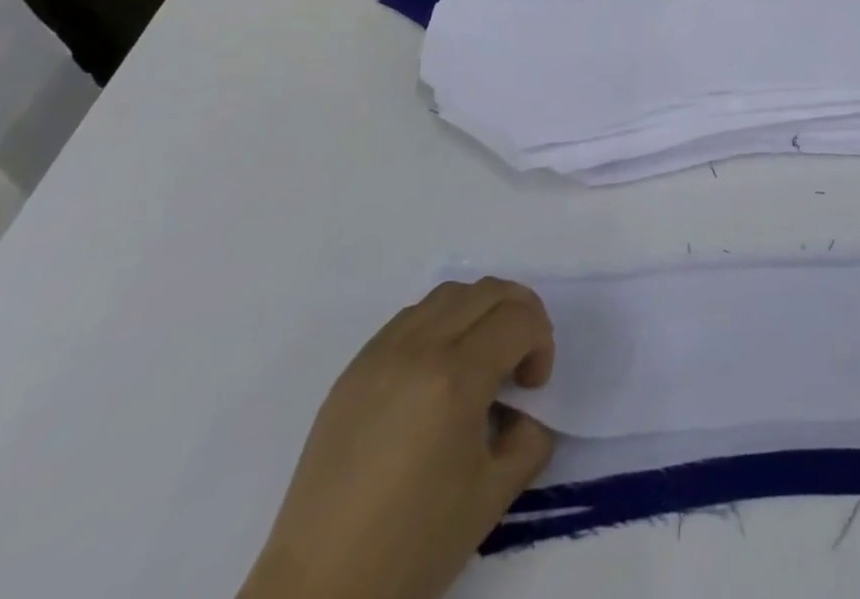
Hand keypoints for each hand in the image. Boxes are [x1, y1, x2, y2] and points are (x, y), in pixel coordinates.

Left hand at [238, 278, 555, 598]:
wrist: (318, 590)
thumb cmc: (411, 547)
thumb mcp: (493, 497)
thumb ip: (530, 438)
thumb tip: (527, 410)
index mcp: (456, 377)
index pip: (519, 318)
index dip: (541, 343)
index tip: (533, 388)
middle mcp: (419, 348)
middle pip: (488, 290)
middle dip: (519, 315)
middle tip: (519, 363)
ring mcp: (381, 352)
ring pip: (449, 293)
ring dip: (479, 312)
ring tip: (480, 361)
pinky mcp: (355, 367)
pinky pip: (411, 316)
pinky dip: (441, 324)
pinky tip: (438, 373)